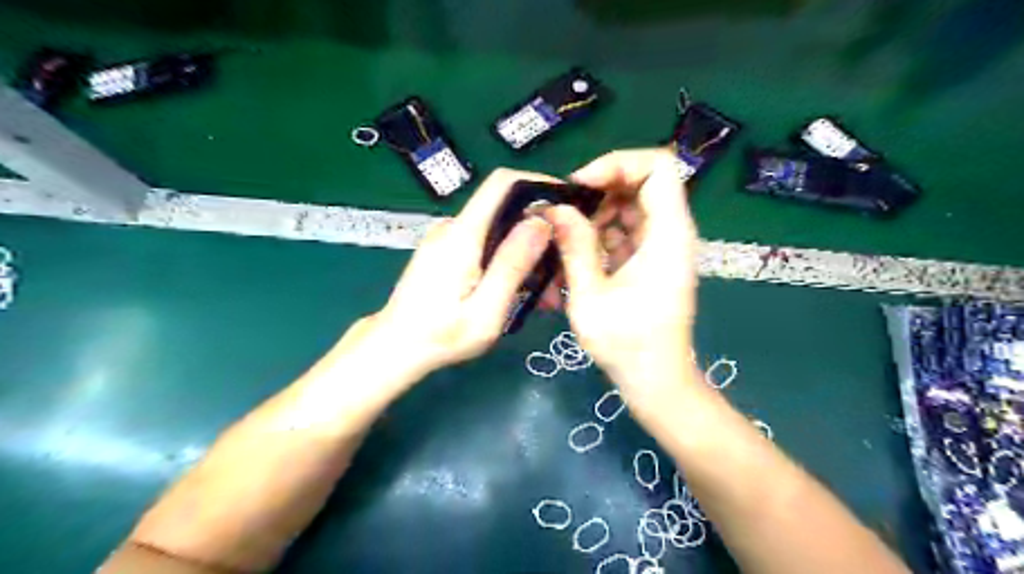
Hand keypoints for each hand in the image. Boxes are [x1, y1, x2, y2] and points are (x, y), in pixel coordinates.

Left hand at [367, 167, 558, 377]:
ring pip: (497, 229)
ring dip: (525, 250)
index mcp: (463, 234)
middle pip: (505, 208)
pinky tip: (518, 289)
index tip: (567, 202)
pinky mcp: (445, 251)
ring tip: (543, 291)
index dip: (537, 182)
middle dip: (538, 230)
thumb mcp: (486, 310)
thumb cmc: (441, 336)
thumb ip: (512, 265)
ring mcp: (446, 238)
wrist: (395, 348)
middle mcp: (453, 227)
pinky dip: (507, 258)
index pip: (502, 183)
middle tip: (562, 267)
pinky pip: (484, 243)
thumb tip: (541, 222)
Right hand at [544, 151, 704, 402]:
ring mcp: (663, 245)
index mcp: (668, 234)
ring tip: (567, 235)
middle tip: (564, 211)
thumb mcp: (591, 295)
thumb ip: (574, 246)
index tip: (580, 185)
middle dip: (600, 189)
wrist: (655, 379)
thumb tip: (556, 209)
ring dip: (597, 212)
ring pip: (632, 205)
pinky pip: (628, 228)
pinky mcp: (652, 259)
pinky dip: (602, 232)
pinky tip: (579, 251)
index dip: (617, 164)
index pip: (658, 166)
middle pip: (642, 182)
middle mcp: (672, 232)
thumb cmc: (627, 343)